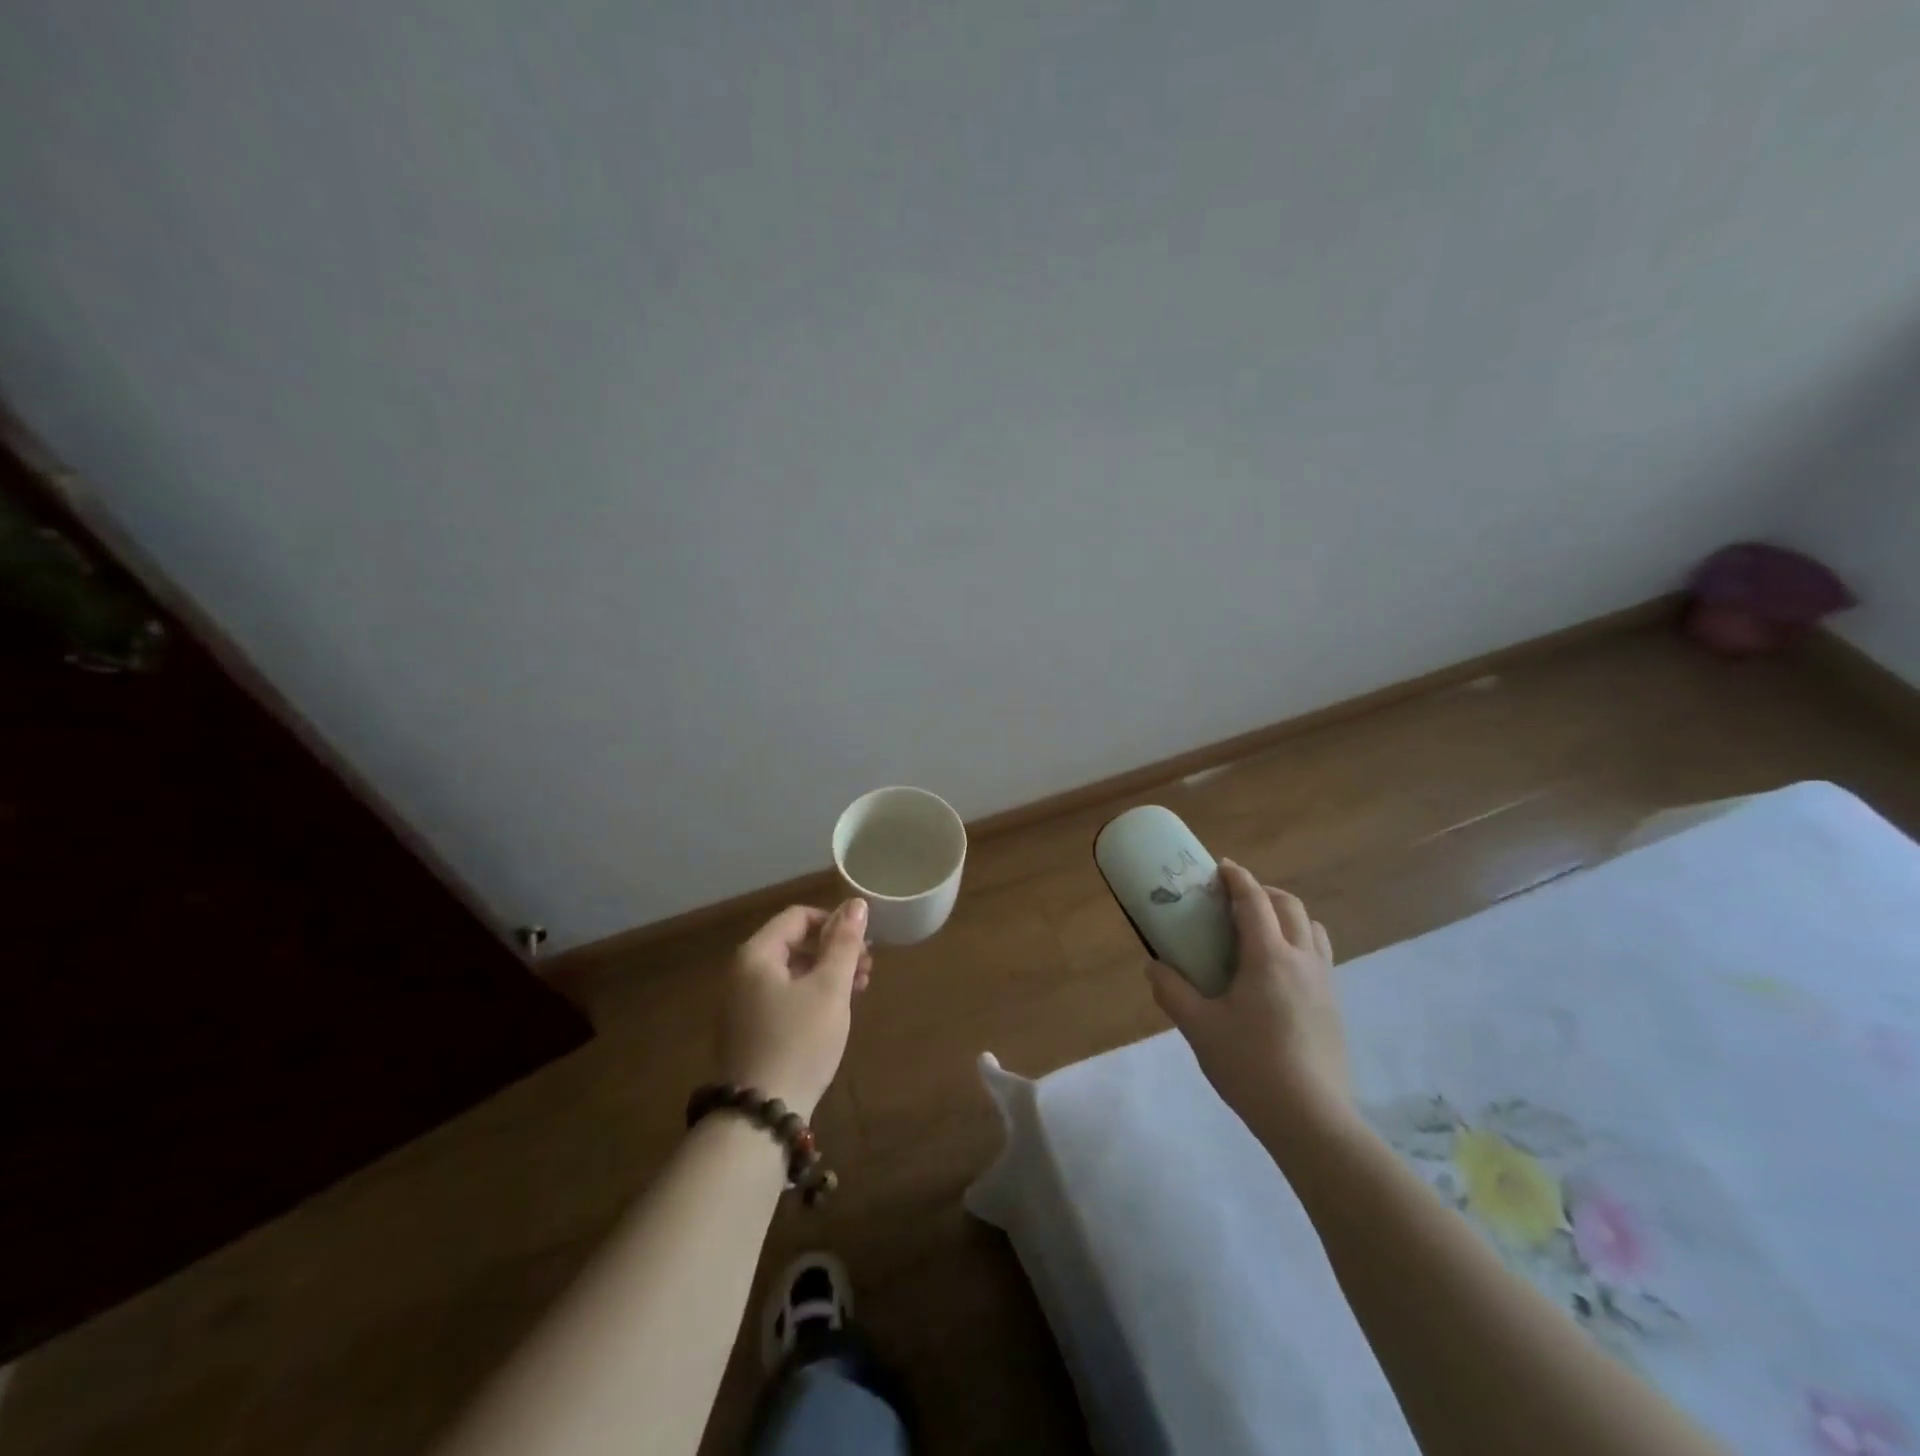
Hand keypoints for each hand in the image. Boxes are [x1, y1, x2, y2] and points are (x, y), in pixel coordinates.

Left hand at [717, 899, 872, 1121]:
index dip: (834, 922)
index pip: (798, 917)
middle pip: (794, 944)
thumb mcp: (829, 988)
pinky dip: (812, 996)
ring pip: (792, 972)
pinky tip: (835, 1013)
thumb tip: (857, 903)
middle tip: (867, 969)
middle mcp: (742, 974)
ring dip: (827, 974)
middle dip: (834, 950)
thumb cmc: (799, 1041)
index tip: (863, 943)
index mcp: (756, 955)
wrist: (760, 1116)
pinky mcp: (749, 1031)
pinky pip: (784, 997)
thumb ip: (844, 942)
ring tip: (860, 990)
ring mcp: (742, 1005)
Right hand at [1146, 860, 1351, 1156]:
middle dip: (1263, 892)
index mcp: (1269, 958)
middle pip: (1289, 906)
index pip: (1254, 901)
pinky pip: (1319, 955)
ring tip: (1261, 930)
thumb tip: (1153, 966)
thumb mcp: (1199, 1028)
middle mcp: (1303, 960)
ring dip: (1287, 915)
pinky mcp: (1335, 1007)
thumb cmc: (1250, 1066)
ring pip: (1312, 929)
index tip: (1221, 867)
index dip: (1237, 879)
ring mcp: (1325, 983)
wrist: (1312, 1120)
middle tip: (1236, 900)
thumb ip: (1172, 991)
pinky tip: (1279, 973)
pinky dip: (1299, 942)